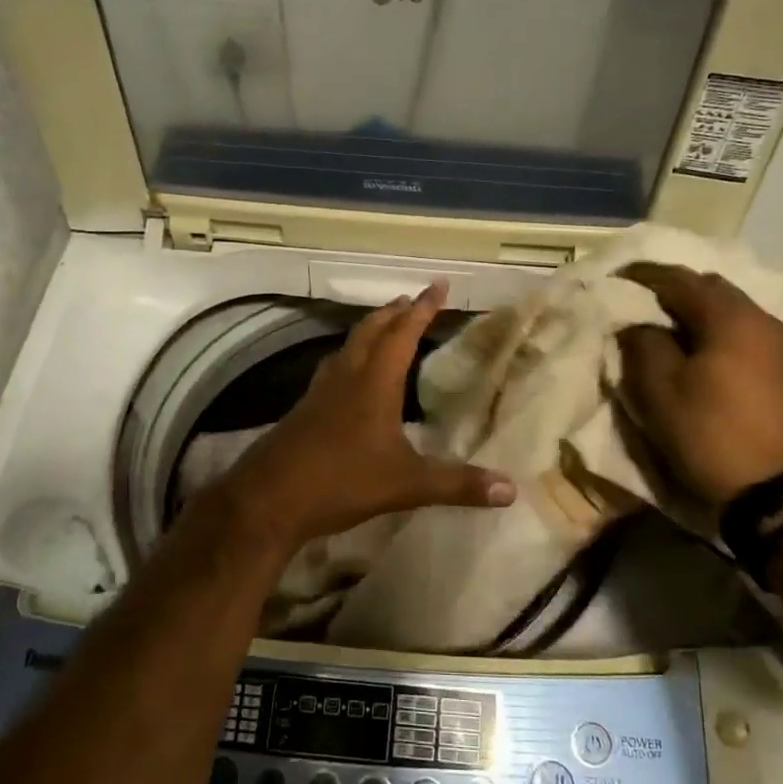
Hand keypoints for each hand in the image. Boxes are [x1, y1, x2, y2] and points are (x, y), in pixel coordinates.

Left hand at [215, 280, 516, 550]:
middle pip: (370, 332)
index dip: (423, 309)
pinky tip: (347, 377)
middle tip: (410, 299)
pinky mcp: (303, 411)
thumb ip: (458, 485)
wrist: (270, 498)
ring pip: (347, 348)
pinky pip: (331, 370)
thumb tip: (512, 490)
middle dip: (393, 312)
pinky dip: (348, 359)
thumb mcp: (407, 485)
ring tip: (382, 326)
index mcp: (374, 383)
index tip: (438, 285)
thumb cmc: (342, 481)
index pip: (402, 333)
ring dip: (368, 331)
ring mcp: (319, 393)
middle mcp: (346, 378)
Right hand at [616, 262, 782, 507]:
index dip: (642, 276)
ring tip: (662, 328)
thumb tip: (638, 324)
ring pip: (727, 311)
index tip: (614, 279)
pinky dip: (713, 331)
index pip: (679, 279)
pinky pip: (740, 333)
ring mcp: (778, 345)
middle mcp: (761, 319)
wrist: (774, 491)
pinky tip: (695, 350)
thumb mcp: (659, 389)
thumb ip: (642, 343)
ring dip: (694, 312)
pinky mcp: (782, 370)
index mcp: (731, 317)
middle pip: (709, 288)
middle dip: (671, 290)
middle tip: (638, 303)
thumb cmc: (709, 433)